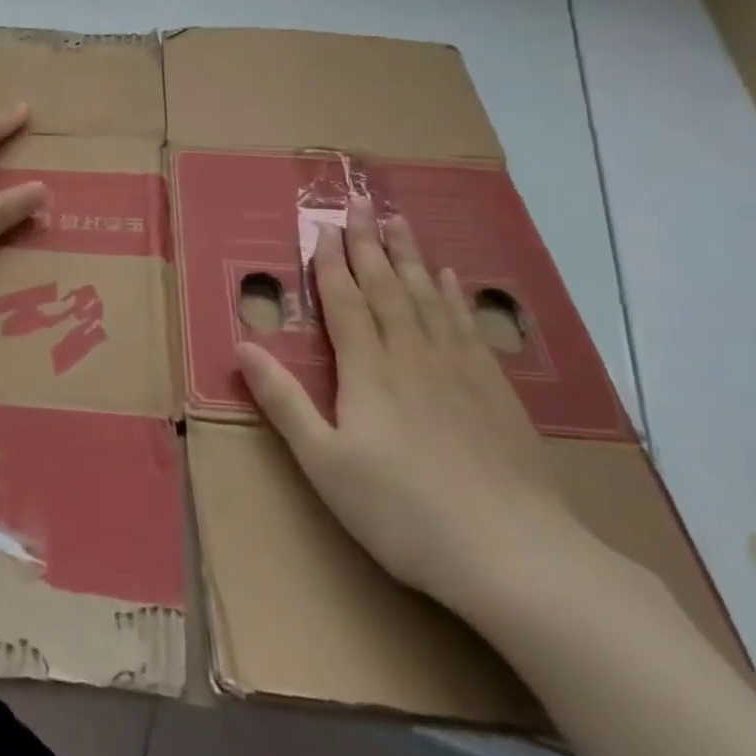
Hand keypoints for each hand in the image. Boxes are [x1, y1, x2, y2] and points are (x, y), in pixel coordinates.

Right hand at [237, 198, 590, 620]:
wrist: (513, 554)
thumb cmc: (402, 511)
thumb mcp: (324, 462)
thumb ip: (283, 401)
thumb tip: (242, 347)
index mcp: (369, 370)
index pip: (345, 302)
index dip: (331, 263)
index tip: (324, 228)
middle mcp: (413, 354)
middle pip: (387, 286)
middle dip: (369, 242)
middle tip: (361, 202)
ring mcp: (459, 368)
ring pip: (428, 296)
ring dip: (410, 256)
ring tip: (399, 222)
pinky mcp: (494, 389)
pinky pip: (465, 324)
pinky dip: (453, 295)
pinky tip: (450, 279)